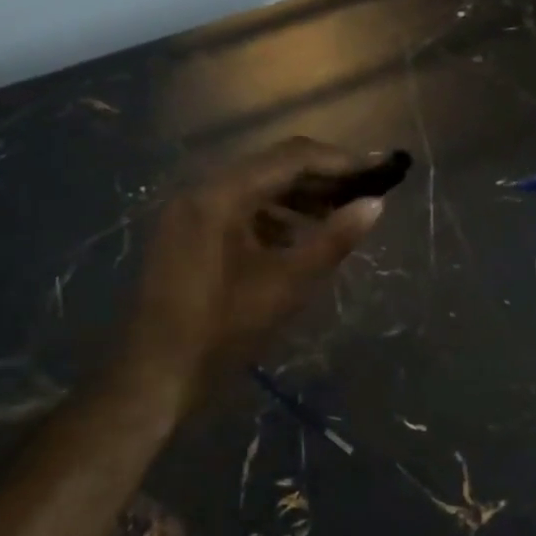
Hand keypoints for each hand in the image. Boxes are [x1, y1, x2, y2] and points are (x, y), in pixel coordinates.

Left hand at [120, 138, 386, 418]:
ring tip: (341, 214)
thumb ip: (333, 240)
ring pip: (256, 187)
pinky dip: (273, 216)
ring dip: (299, 196)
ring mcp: (190, 210)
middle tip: (367, 190)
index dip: (341, 162)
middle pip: (272, 167)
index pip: (291, 158)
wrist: (153, 377)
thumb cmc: (221, 331)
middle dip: (323, 177)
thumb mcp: (286, 285)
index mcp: (221, 194)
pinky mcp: (188, 231)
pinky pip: (238, 209)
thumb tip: (375, 205)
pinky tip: (300, 236)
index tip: (381, 169)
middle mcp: (202, 189)